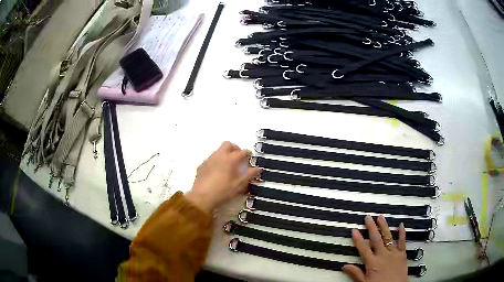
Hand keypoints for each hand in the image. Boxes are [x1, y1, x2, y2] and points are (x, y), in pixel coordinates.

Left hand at [185, 141, 260, 213]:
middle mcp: (219, 156)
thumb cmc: (223, 191)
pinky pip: (211, 158)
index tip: (250, 155)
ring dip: (225, 153)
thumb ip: (249, 175)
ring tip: (228, 164)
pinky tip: (217, 171)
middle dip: (235, 148)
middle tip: (238, 156)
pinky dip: (216, 160)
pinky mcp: (202, 165)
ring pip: (218, 150)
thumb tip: (258, 168)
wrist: (202, 197)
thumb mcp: (239, 184)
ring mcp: (209, 159)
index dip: (247, 153)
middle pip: (228, 144)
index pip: (241, 152)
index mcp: (230, 159)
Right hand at [342, 215, 407, 281]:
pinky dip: (402, 233)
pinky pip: (402, 242)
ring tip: (381, 217)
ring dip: (384, 227)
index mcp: (373, 263)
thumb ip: (356, 274)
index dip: (358, 239)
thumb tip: (345, 267)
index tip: (354, 230)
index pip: (363, 248)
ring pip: (388, 237)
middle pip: (376, 239)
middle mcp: (383, 256)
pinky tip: (401, 225)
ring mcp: (393, 254)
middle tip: (368, 218)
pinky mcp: (402, 254)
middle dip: (371, 227)